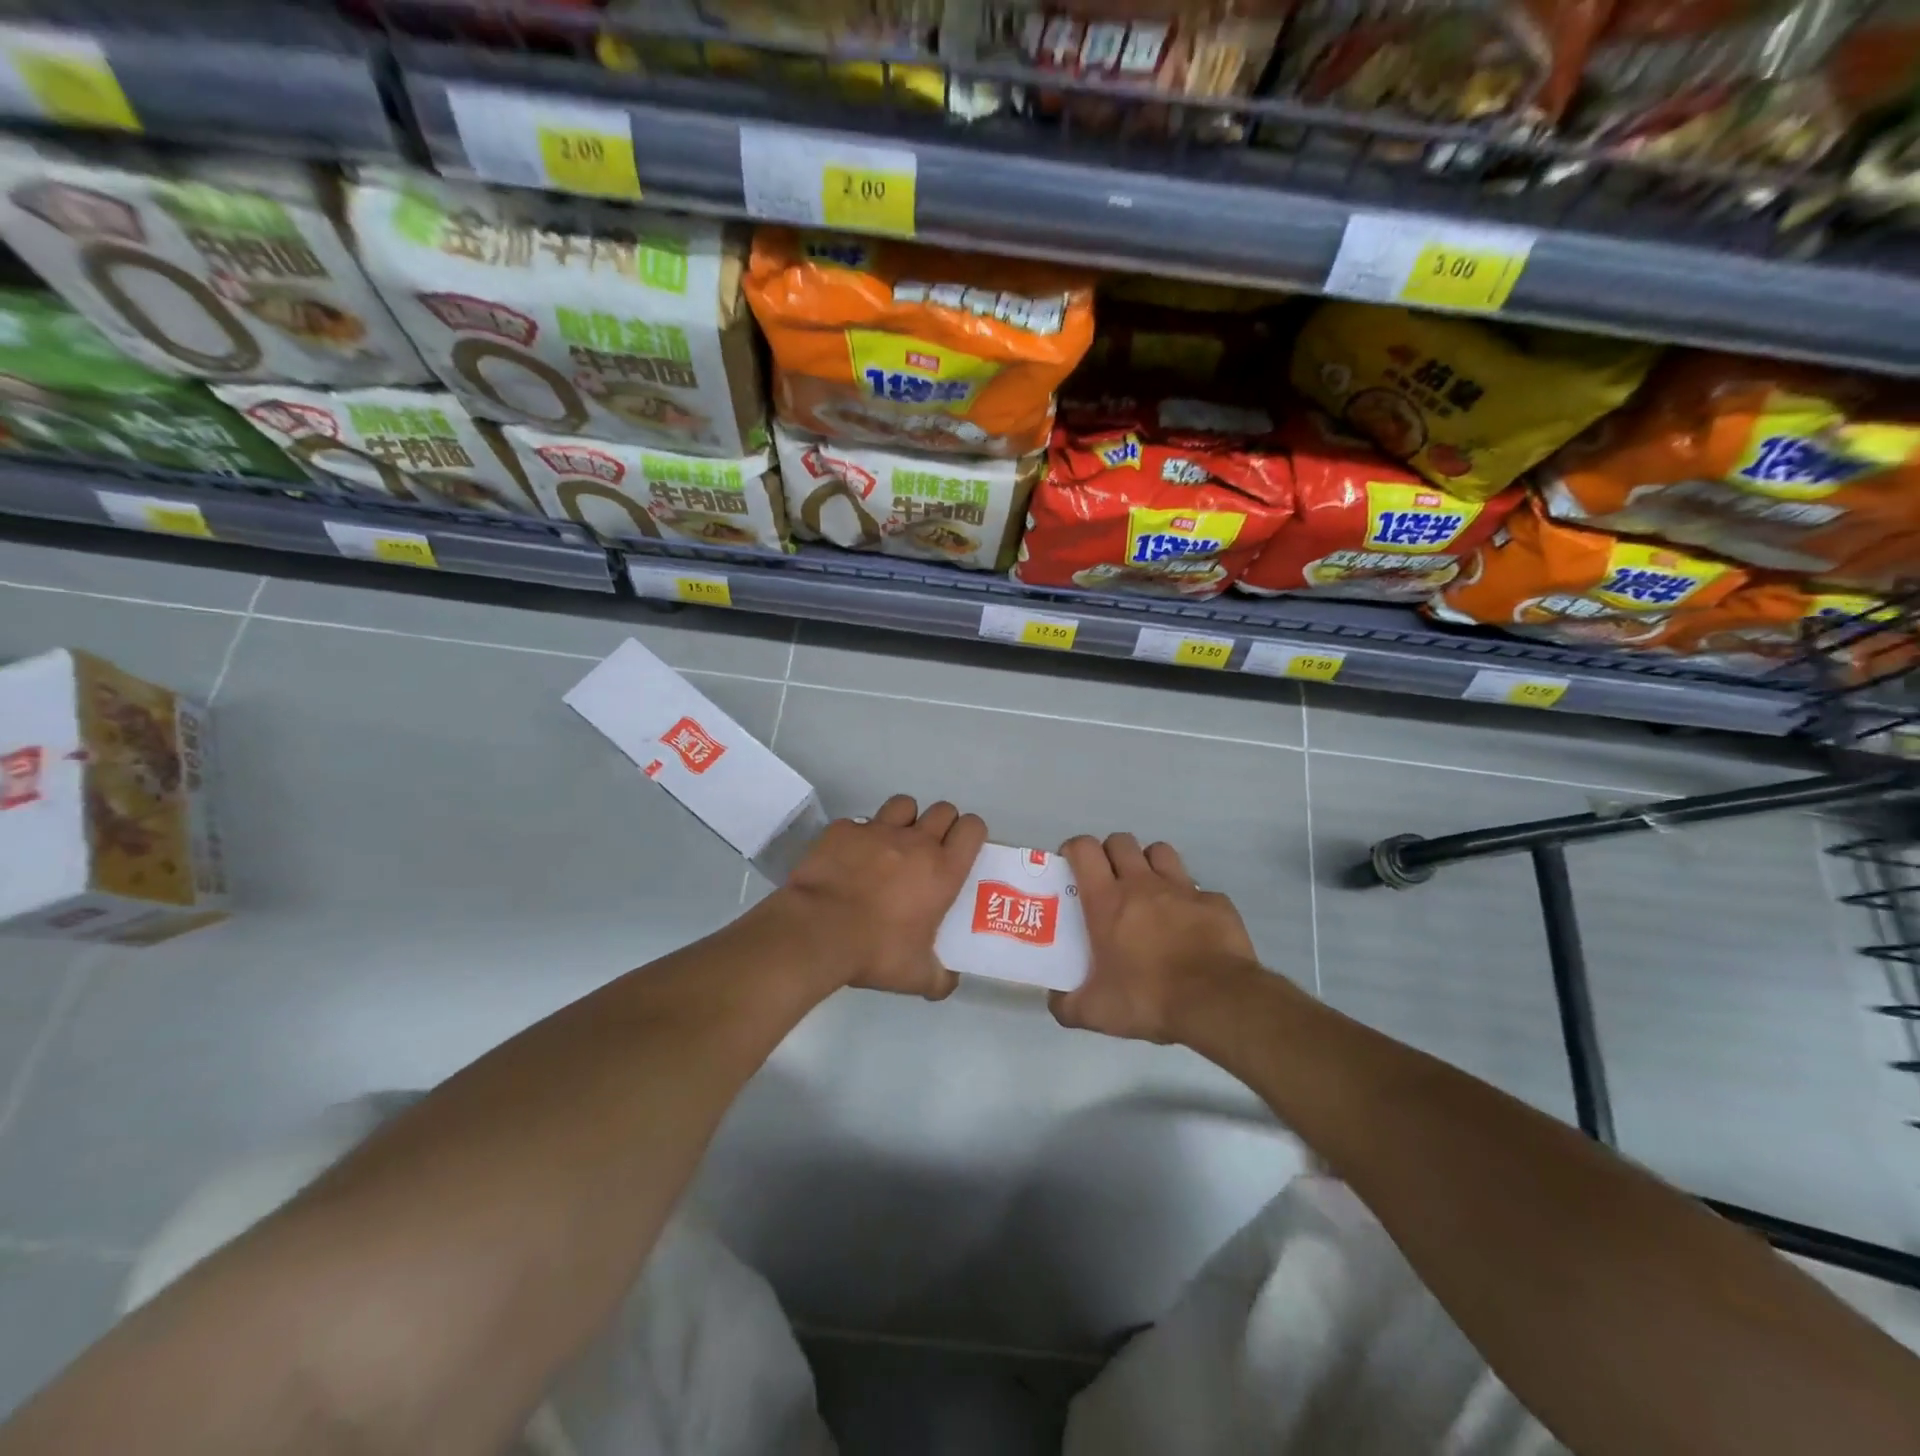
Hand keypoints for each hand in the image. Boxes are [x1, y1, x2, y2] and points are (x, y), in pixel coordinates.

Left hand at [779, 795, 986, 999]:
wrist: (817, 931)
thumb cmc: (876, 951)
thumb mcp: (916, 976)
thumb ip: (940, 979)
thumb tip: (947, 984)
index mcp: (942, 870)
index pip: (972, 828)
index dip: (970, 833)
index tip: (961, 850)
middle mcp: (915, 841)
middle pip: (942, 810)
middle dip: (940, 824)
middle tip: (928, 851)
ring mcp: (877, 830)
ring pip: (903, 805)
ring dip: (903, 820)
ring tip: (891, 845)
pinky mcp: (843, 829)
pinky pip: (858, 822)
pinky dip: (858, 836)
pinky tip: (849, 857)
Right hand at [1051, 833, 1263, 1044]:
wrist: (1217, 1002)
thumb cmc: (1148, 998)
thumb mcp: (1096, 1012)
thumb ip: (1067, 1005)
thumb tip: (1055, 1001)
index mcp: (1107, 901)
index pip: (1084, 849)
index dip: (1075, 849)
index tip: (1073, 867)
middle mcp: (1142, 883)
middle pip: (1121, 841)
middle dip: (1111, 854)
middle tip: (1109, 882)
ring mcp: (1182, 889)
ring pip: (1160, 852)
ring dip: (1150, 864)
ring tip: (1149, 892)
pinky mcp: (1215, 902)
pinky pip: (1199, 890)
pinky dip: (1191, 901)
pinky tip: (1191, 925)